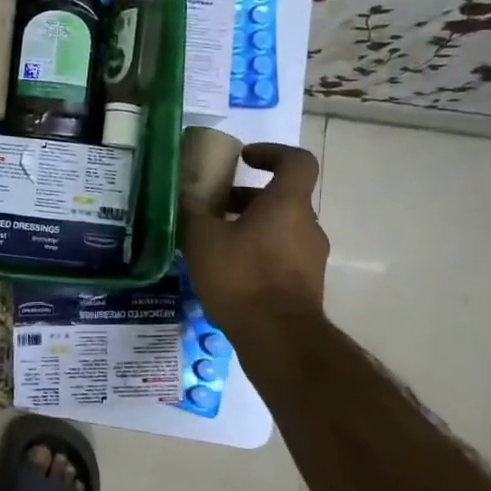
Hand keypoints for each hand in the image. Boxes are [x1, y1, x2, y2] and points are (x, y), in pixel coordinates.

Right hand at [179, 142, 329, 334]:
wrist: (278, 339)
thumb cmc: (242, 276)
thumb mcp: (202, 238)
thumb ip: (190, 210)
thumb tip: (179, 192)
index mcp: (287, 204)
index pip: (297, 161)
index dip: (272, 152)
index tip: (244, 158)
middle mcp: (307, 225)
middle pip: (282, 197)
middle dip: (248, 197)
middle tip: (215, 205)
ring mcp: (310, 258)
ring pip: (281, 228)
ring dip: (251, 226)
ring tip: (214, 241)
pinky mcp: (306, 285)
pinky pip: (281, 255)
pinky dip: (258, 252)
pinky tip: (227, 271)